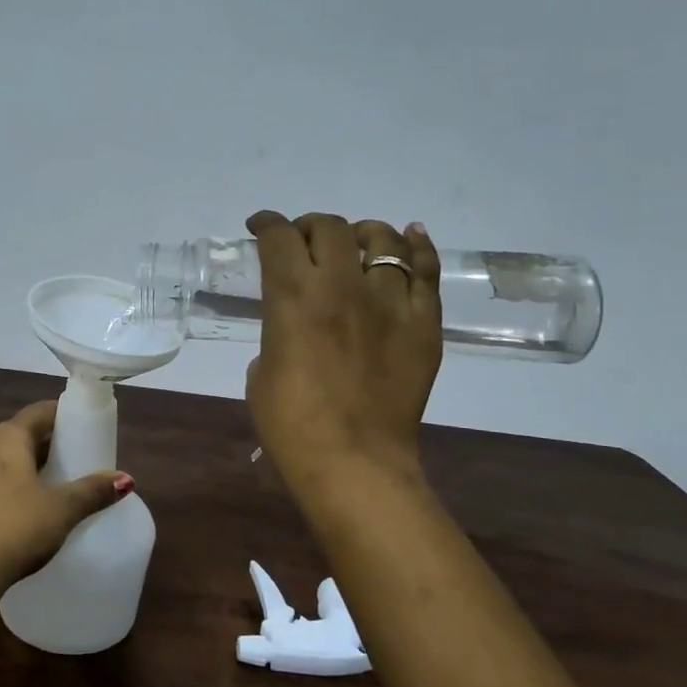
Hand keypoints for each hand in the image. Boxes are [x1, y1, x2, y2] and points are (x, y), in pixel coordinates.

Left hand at [0, 401, 133, 587]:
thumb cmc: (14, 528)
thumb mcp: (62, 509)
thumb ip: (93, 491)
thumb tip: (125, 479)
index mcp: (6, 438)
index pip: (38, 412)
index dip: (62, 416)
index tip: (83, 426)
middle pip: (18, 436)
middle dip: (45, 445)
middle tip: (73, 460)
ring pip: (0, 461)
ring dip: (23, 468)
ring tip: (50, 486)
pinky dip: (6, 489)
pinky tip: (21, 511)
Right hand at [245, 211, 442, 499]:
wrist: (354, 462)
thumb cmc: (291, 424)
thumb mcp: (262, 371)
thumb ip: (278, 334)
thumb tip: (295, 329)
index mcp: (292, 296)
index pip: (278, 237)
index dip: (266, 224)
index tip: (260, 227)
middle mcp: (341, 285)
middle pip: (330, 228)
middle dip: (310, 227)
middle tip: (305, 242)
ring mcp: (389, 300)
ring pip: (382, 239)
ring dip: (362, 233)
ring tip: (355, 242)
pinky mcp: (423, 322)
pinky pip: (425, 270)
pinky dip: (417, 246)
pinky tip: (410, 236)